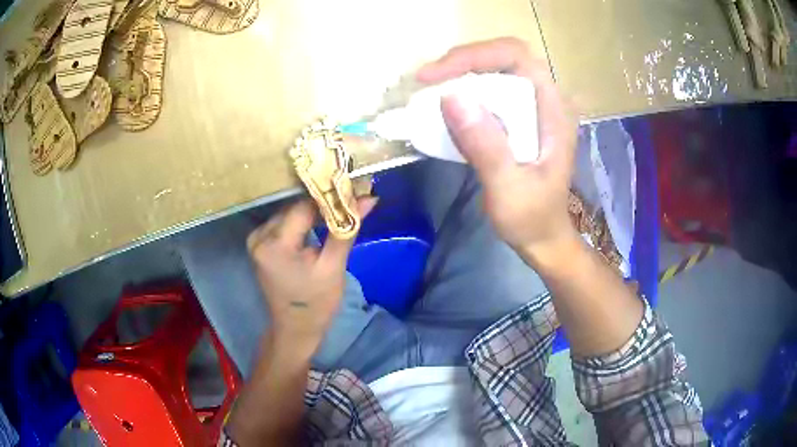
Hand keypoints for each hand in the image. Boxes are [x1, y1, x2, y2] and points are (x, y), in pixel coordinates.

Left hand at [247, 198, 376, 353]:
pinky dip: (302, 221)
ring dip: (313, 211)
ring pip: (290, 212)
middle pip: (295, 207)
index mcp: (274, 244)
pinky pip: (284, 222)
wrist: (295, 328)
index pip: (304, 207)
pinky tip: (319, 223)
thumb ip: (346, 228)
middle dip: (323, 204)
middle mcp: (259, 236)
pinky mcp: (260, 243)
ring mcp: (256, 239)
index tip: (353, 190)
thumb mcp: (334, 267)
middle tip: (350, 200)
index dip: (330, 197)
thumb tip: (368, 197)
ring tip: (338, 211)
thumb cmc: (316, 303)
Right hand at [417, 37, 578, 262]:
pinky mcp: (520, 118)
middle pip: (504, 57)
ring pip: (495, 70)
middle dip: (463, 62)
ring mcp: (533, 108)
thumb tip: (450, 96)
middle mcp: (546, 100)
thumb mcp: (508, 189)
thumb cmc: (531, 218)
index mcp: (554, 110)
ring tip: (431, 90)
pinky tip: (446, 105)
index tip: (435, 76)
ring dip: (461, 74)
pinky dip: (465, 91)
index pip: (517, 57)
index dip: (475, 55)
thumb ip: (485, 146)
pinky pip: (490, 90)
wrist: (543, 238)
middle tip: (428, 81)